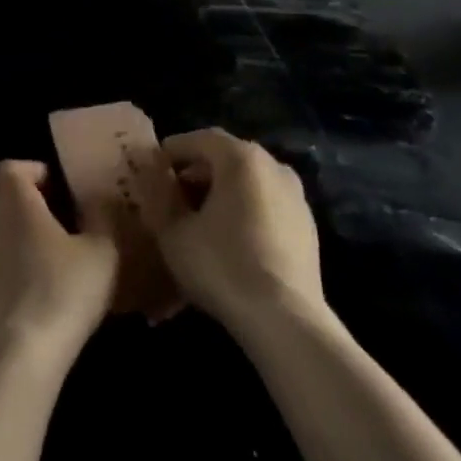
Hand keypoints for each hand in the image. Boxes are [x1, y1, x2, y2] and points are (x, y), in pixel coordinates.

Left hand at [0, 160, 118, 383]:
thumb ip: (101, 217)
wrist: (9, 365)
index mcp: (12, 201)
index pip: (10, 167)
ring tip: (24, 265)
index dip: (31, 172)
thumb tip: (97, 198)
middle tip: (38, 225)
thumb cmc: (60, 296)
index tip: (53, 189)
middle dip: (8, 203)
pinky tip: (8, 302)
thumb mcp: (101, 254)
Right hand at [137, 128, 325, 334]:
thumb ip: (160, 198)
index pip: (200, 138)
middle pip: (227, 157)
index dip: (174, 150)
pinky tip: (230, 239)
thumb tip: (153, 179)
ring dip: (222, 192)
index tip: (154, 167)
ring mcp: (295, 195)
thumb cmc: (223, 266)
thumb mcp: (174, 233)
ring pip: (249, 181)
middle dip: (197, 172)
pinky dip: (245, 210)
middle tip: (173, 194)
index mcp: (241, 157)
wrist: (285, 321)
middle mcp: (273, 165)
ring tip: (199, 219)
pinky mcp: (307, 225)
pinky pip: (267, 204)